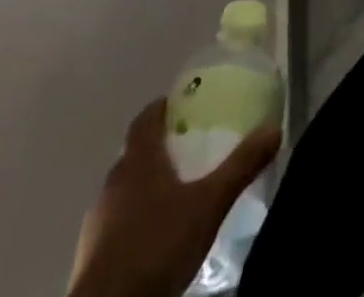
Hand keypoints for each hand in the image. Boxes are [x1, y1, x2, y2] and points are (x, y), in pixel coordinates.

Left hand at [66, 97, 281, 296]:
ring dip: (147, 187)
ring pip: (125, 190)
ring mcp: (97, 221)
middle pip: (136, 153)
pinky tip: (157, 238)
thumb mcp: (209, 204)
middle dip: (161, 148)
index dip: (164, 107)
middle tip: (192, 150)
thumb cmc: (156, 247)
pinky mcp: (89, 257)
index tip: (185, 106)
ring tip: (178, 196)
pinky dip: (136, 220)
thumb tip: (274, 128)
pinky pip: (116, 224)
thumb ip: (241, 165)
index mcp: (139, 160)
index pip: (146, 118)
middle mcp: (113, 182)